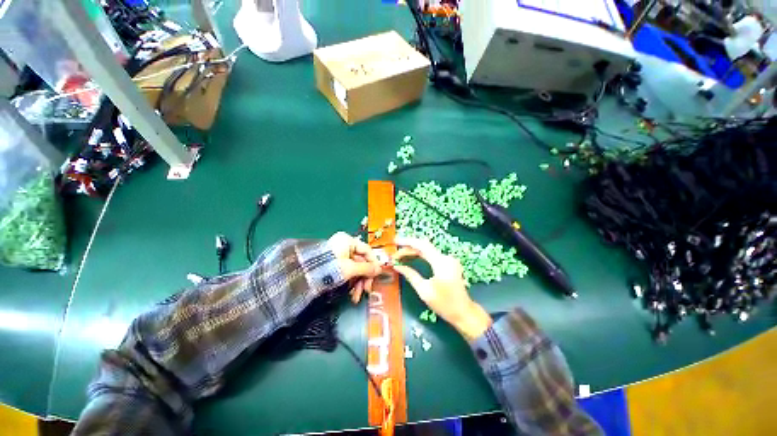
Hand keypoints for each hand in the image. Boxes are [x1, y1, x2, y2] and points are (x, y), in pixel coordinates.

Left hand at [327, 232, 381, 301]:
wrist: (305, 276)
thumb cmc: (331, 267)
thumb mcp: (351, 268)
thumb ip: (367, 269)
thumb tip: (379, 270)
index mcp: (348, 241)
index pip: (367, 250)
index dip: (373, 264)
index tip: (376, 276)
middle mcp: (345, 246)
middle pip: (361, 262)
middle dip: (364, 278)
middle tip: (367, 290)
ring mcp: (339, 255)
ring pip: (355, 269)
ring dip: (358, 283)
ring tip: (357, 296)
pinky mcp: (334, 265)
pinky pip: (347, 272)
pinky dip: (350, 283)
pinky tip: (352, 294)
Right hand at [392, 237, 492, 341]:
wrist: (464, 312)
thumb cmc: (444, 304)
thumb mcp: (424, 291)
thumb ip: (410, 275)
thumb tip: (397, 266)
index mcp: (441, 262)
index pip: (422, 245)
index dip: (407, 241)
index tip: (395, 241)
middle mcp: (445, 257)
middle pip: (424, 247)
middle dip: (408, 248)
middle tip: (394, 254)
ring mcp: (448, 260)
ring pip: (427, 250)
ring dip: (413, 252)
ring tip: (399, 256)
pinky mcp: (448, 264)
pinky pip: (431, 255)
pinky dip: (420, 255)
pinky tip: (411, 258)